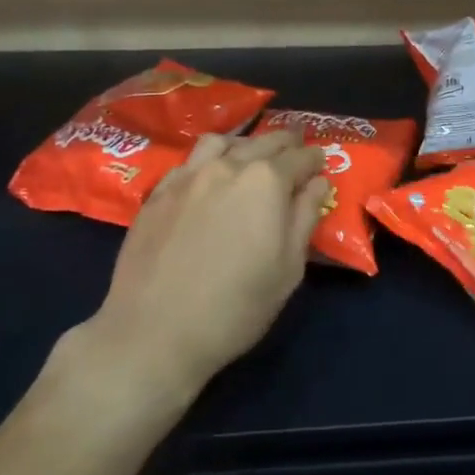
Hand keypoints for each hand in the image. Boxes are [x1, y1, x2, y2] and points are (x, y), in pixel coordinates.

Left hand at [88, 129, 328, 398]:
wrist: (154, 332)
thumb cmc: (236, 307)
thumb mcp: (288, 269)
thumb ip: (305, 217)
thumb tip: (317, 183)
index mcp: (267, 182)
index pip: (300, 157)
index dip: (314, 159)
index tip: (320, 163)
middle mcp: (228, 166)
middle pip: (263, 142)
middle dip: (285, 144)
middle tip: (295, 150)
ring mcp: (188, 176)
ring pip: (222, 143)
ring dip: (243, 144)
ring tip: (250, 157)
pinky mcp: (158, 193)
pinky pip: (189, 161)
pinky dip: (208, 160)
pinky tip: (209, 178)